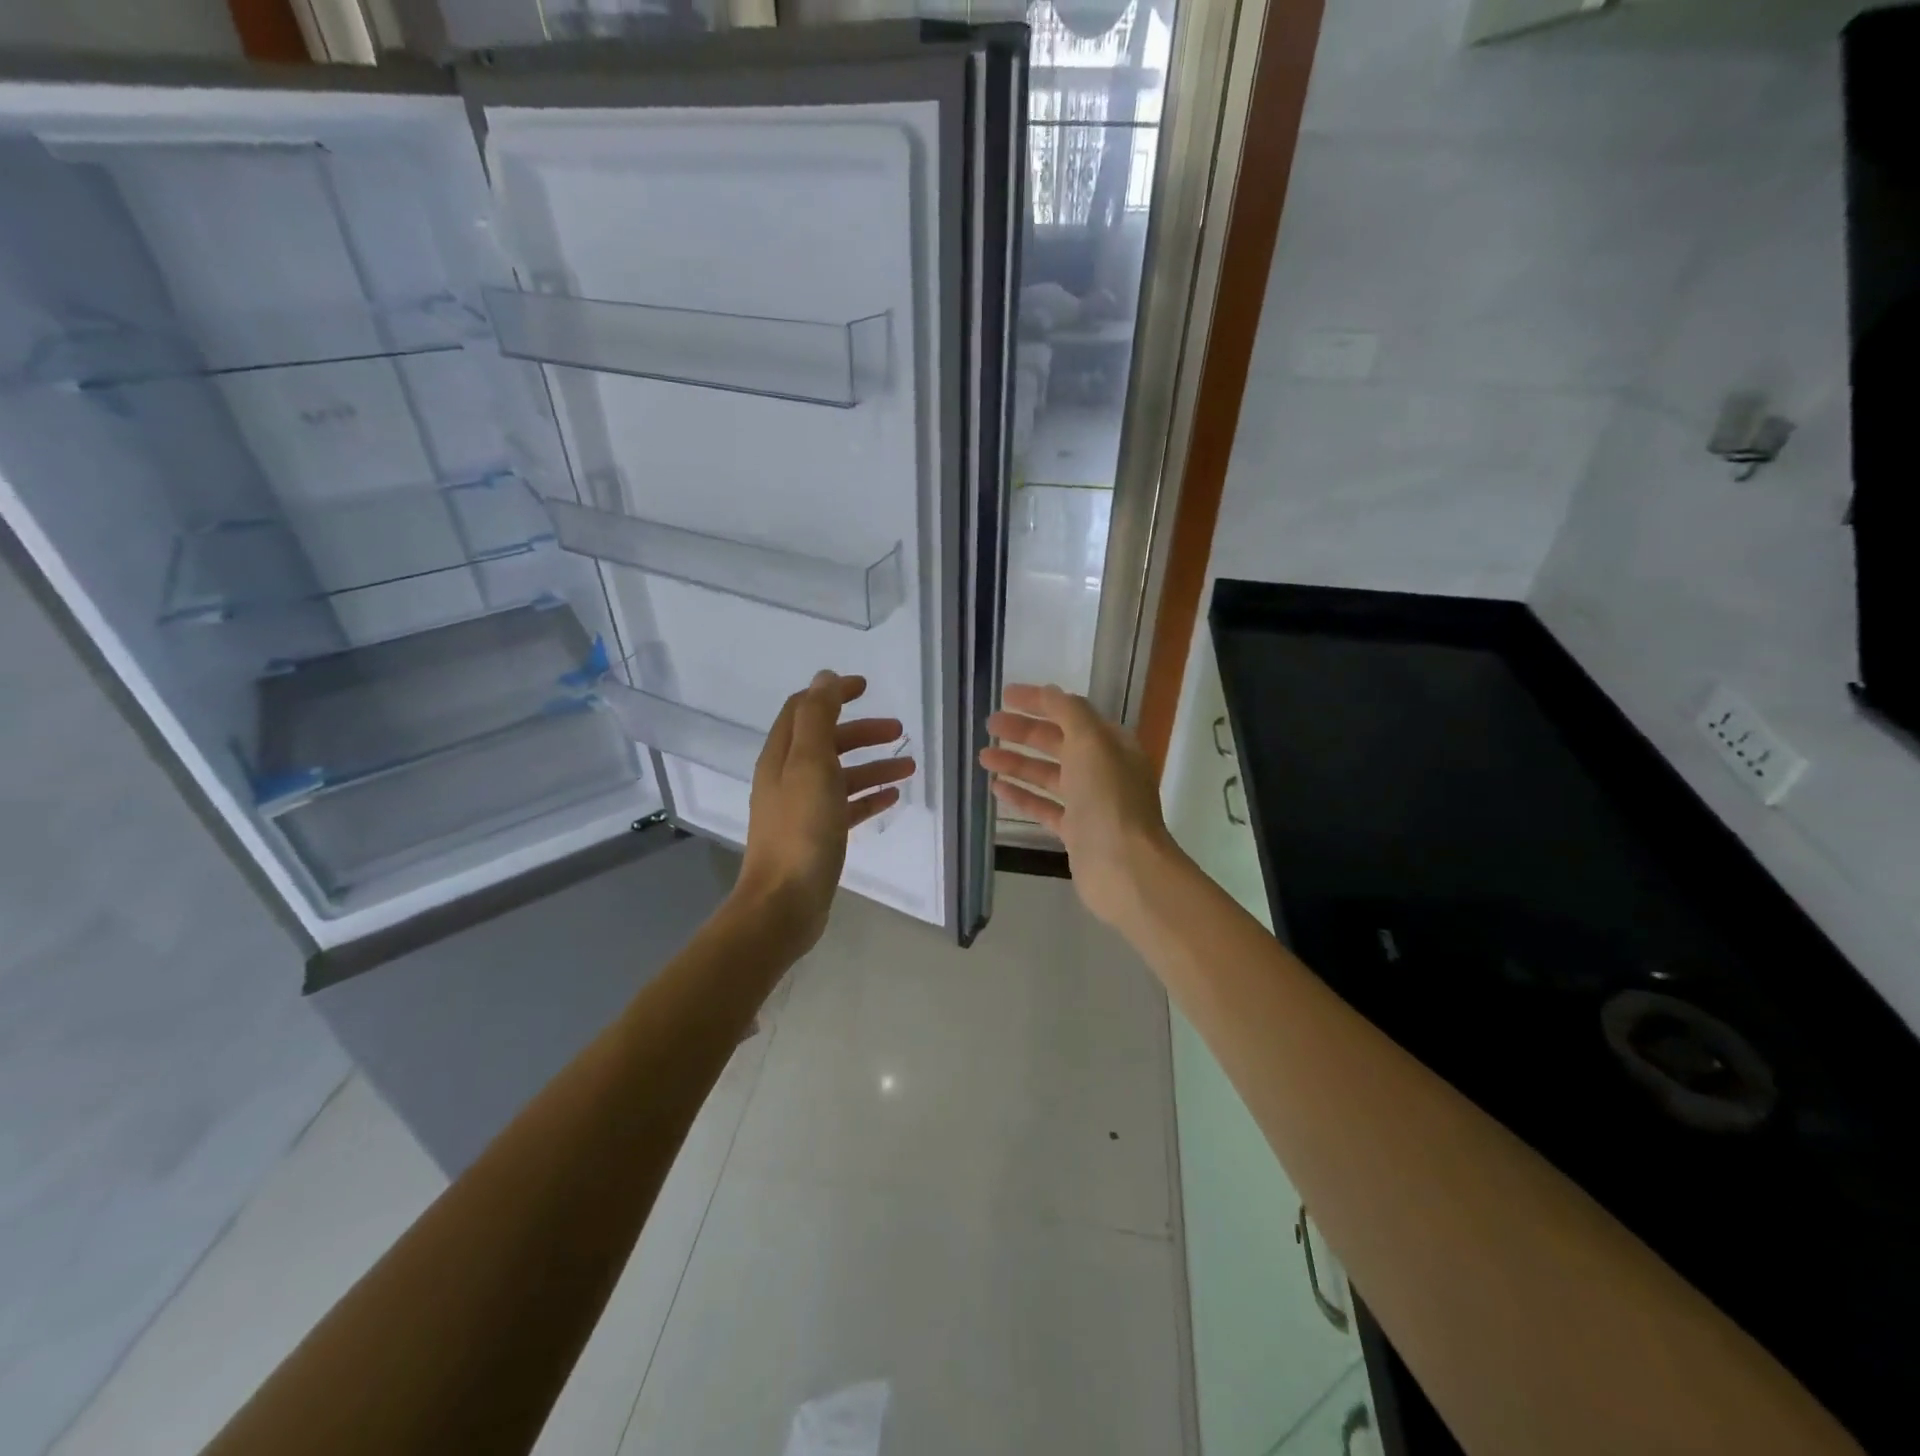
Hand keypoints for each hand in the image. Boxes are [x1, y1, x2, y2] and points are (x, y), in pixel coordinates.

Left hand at [735, 671, 915, 951]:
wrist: (784, 903)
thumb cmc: (801, 829)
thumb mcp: (810, 763)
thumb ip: (817, 717)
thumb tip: (824, 677)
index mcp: (782, 755)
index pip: (804, 709)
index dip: (833, 694)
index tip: (866, 687)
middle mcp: (788, 777)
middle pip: (827, 741)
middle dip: (862, 731)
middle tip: (898, 729)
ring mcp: (803, 808)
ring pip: (841, 775)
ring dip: (874, 765)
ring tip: (909, 766)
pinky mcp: (818, 835)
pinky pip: (847, 806)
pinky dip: (869, 796)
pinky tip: (893, 798)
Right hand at [979, 682, 1177, 929]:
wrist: (1125, 868)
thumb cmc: (1109, 798)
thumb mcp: (1091, 742)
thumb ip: (1069, 713)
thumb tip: (1049, 692)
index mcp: (1112, 744)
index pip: (1071, 713)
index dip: (1039, 702)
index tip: (1005, 695)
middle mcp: (1103, 770)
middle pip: (1058, 743)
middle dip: (1024, 732)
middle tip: (989, 725)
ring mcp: (1090, 803)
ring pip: (1048, 775)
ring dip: (1017, 763)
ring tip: (984, 756)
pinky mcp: (1076, 832)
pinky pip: (1044, 807)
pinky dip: (1022, 795)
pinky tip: (997, 788)